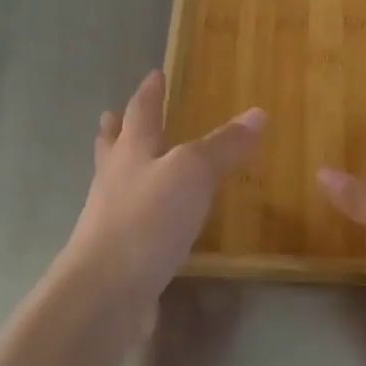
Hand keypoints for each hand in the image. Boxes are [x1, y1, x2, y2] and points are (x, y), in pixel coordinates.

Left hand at [58, 71, 264, 310]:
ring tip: (129, 163)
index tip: (154, 74)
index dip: (150, 92)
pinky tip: (152, 223)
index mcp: (131, 152)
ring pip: (116, 183)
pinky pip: (130, 222)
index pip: (141, 112)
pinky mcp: (118, 254)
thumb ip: (224, 145)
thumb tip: (258, 113)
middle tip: (112, 114)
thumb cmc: (148, 219)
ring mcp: (110, 219)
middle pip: (113, 146)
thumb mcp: (193, 173)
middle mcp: (115, 180)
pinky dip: (140, 212)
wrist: (107, 291)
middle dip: (117, 129)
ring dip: (123, 168)